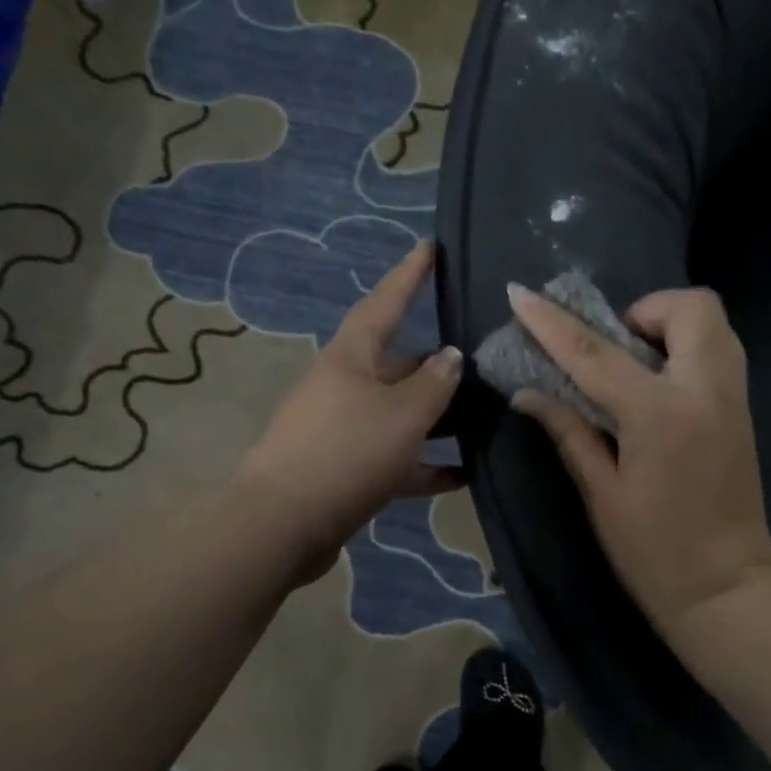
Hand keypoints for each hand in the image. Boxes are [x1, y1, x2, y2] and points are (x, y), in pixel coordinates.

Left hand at [234, 240, 464, 582]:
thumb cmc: (345, 453)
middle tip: (487, 363)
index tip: (432, 246)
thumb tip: (451, 357)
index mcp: (351, 358)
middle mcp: (346, 387)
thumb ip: (434, 385)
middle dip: (440, 366)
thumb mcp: (401, 414)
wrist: (283, 525)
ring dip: (440, 420)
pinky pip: (397, 460)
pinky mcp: (348, 472)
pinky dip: (427, 465)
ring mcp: (345, 431)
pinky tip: (465, 475)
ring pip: (402, 416)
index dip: (410, 275)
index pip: (385, 303)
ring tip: (487, 421)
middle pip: (400, 366)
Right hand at [508, 283, 770, 652]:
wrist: (726, 589)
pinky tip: (658, 389)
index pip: (595, 353)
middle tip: (613, 348)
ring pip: (713, 324)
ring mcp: (733, 399)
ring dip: (670, 326)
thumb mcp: (602, 494)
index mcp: (660, 415)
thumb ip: (569, 433)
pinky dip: (688, 350)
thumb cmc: (654, 552)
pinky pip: (720, 353)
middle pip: (689, 307)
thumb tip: (529, 394)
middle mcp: (705, 391)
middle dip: (645, 310)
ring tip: (635, 365)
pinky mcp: (743, 413)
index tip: (520, 294)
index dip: (552, 322)